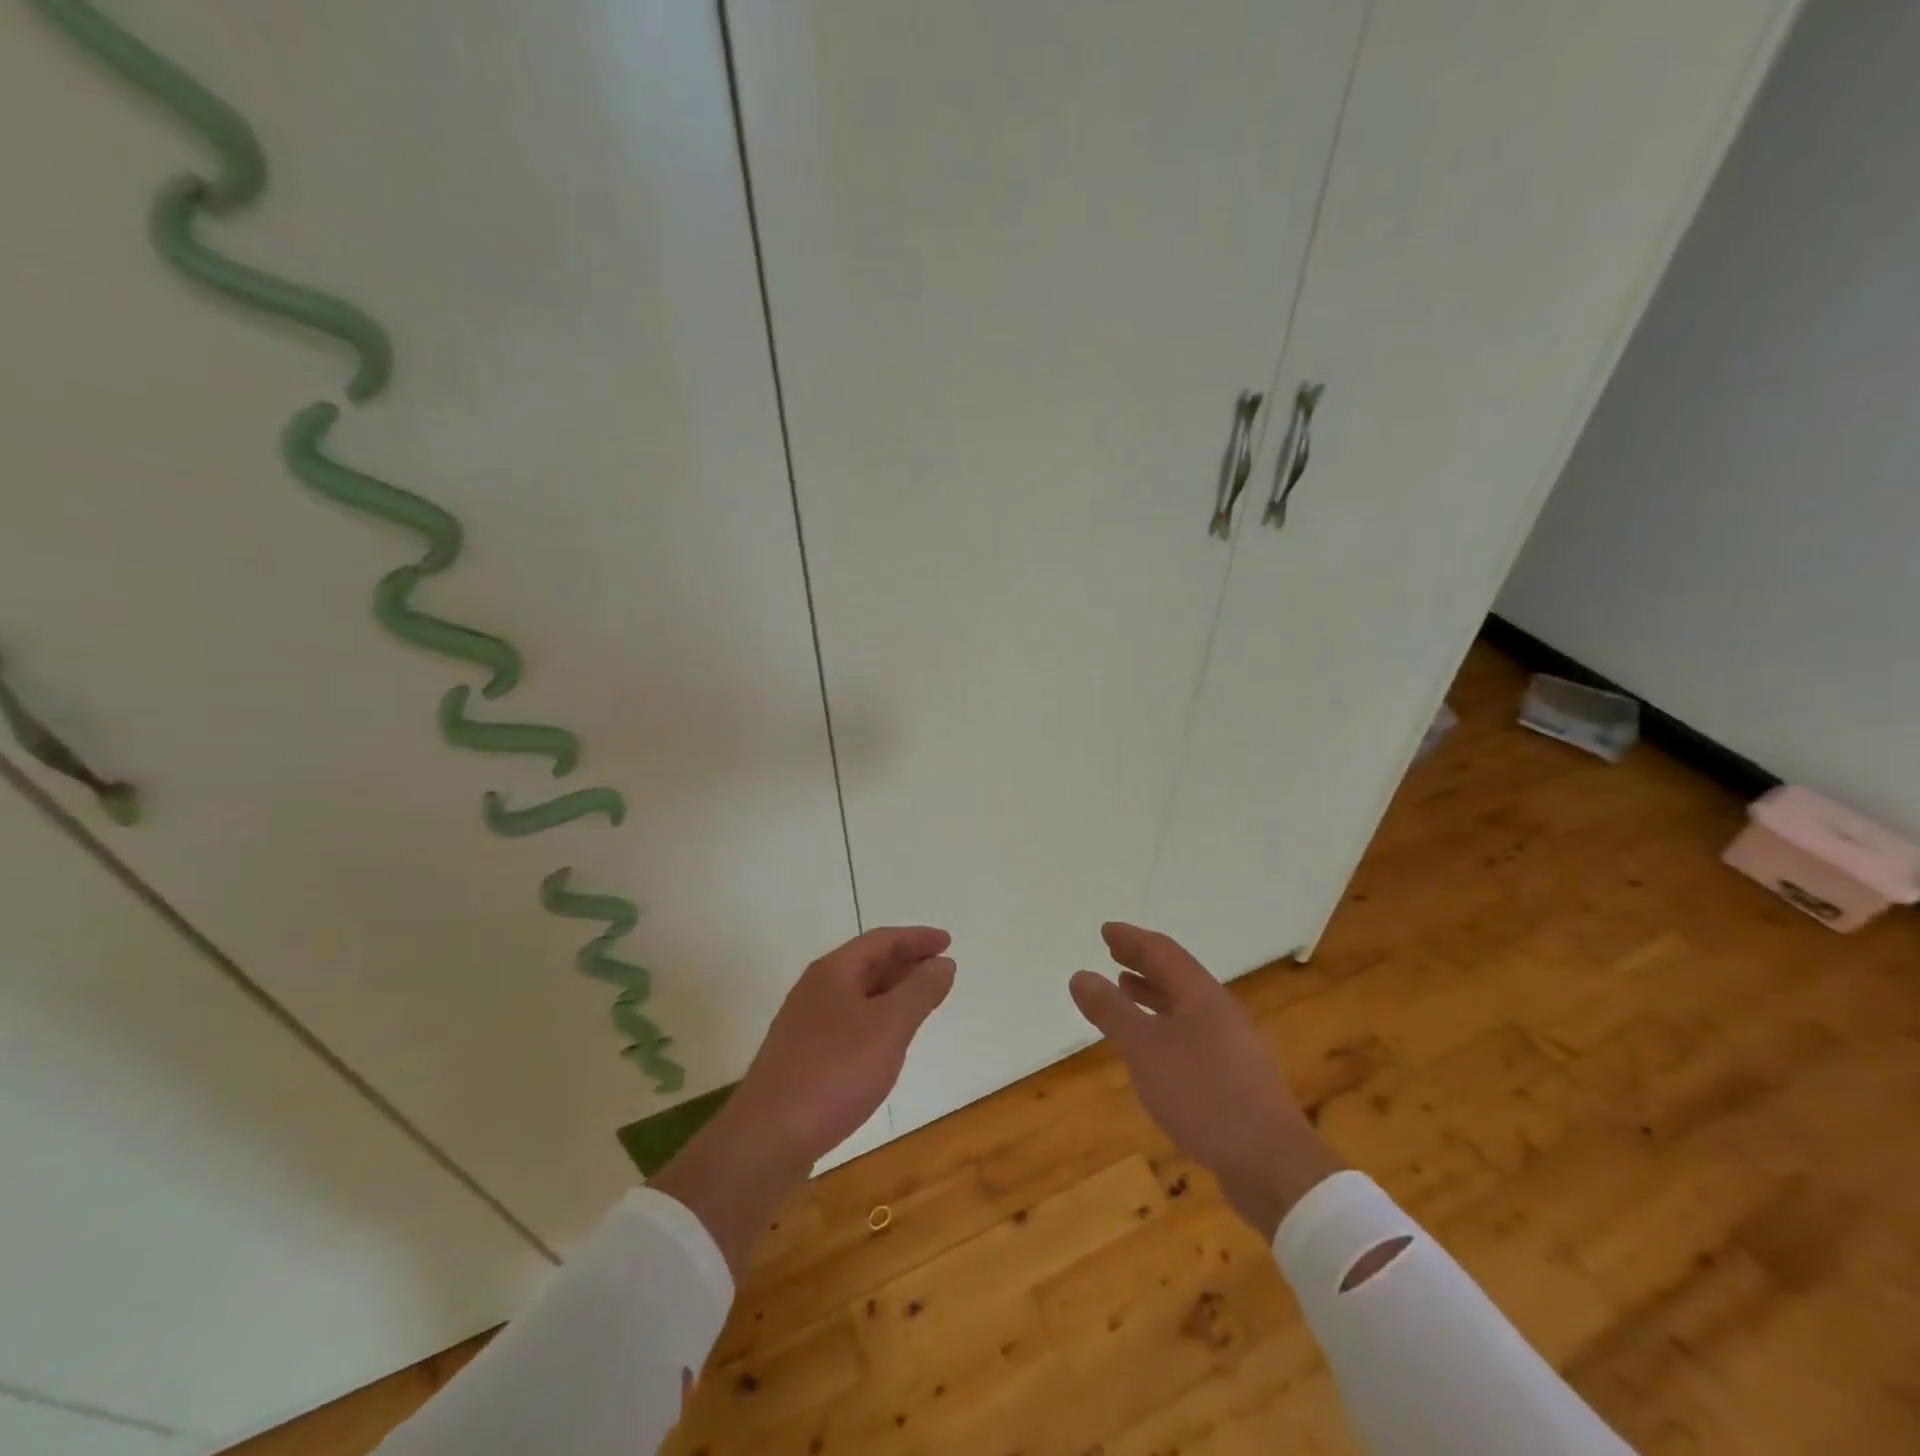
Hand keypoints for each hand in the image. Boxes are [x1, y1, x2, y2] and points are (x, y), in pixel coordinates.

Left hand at [732, 924, 956, 1166]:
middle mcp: (816, 988)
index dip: (917, 938)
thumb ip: (919, 991)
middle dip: (906, 962)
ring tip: (921, 1000)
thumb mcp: (889, 1027)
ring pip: (858, 993)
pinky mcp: (803, 1054)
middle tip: (941, 968)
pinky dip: (877, 1017)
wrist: (768, 1136)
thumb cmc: (835, 1072)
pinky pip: (850, 1020)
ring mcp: (806, 1022)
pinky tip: (888, 1040)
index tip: (947, 941)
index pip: (882, 940)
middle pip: (867, 963)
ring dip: (892, 991)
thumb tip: (942, 963)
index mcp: (833, 971)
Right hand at [1070, 922, 1342, 1240]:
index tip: (1106, 931)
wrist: (1270, 1162)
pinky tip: (1155, 1048)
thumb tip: (1080, 975)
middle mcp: (1220, 1012)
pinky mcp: (1236, 1078)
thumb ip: (1112, 1011)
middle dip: (1143, 963)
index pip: (1163, 952)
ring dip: (1154, 994)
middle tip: (1114, 954)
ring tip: (1126, 991)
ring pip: (1186, 1006)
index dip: (1132, 940)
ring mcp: (1233, 1045)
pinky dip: (1166, 1026)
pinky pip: (1193, 1034)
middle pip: (1177, 976)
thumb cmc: (1202, 1094)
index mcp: (1202, 995)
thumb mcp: (1145, 1048)